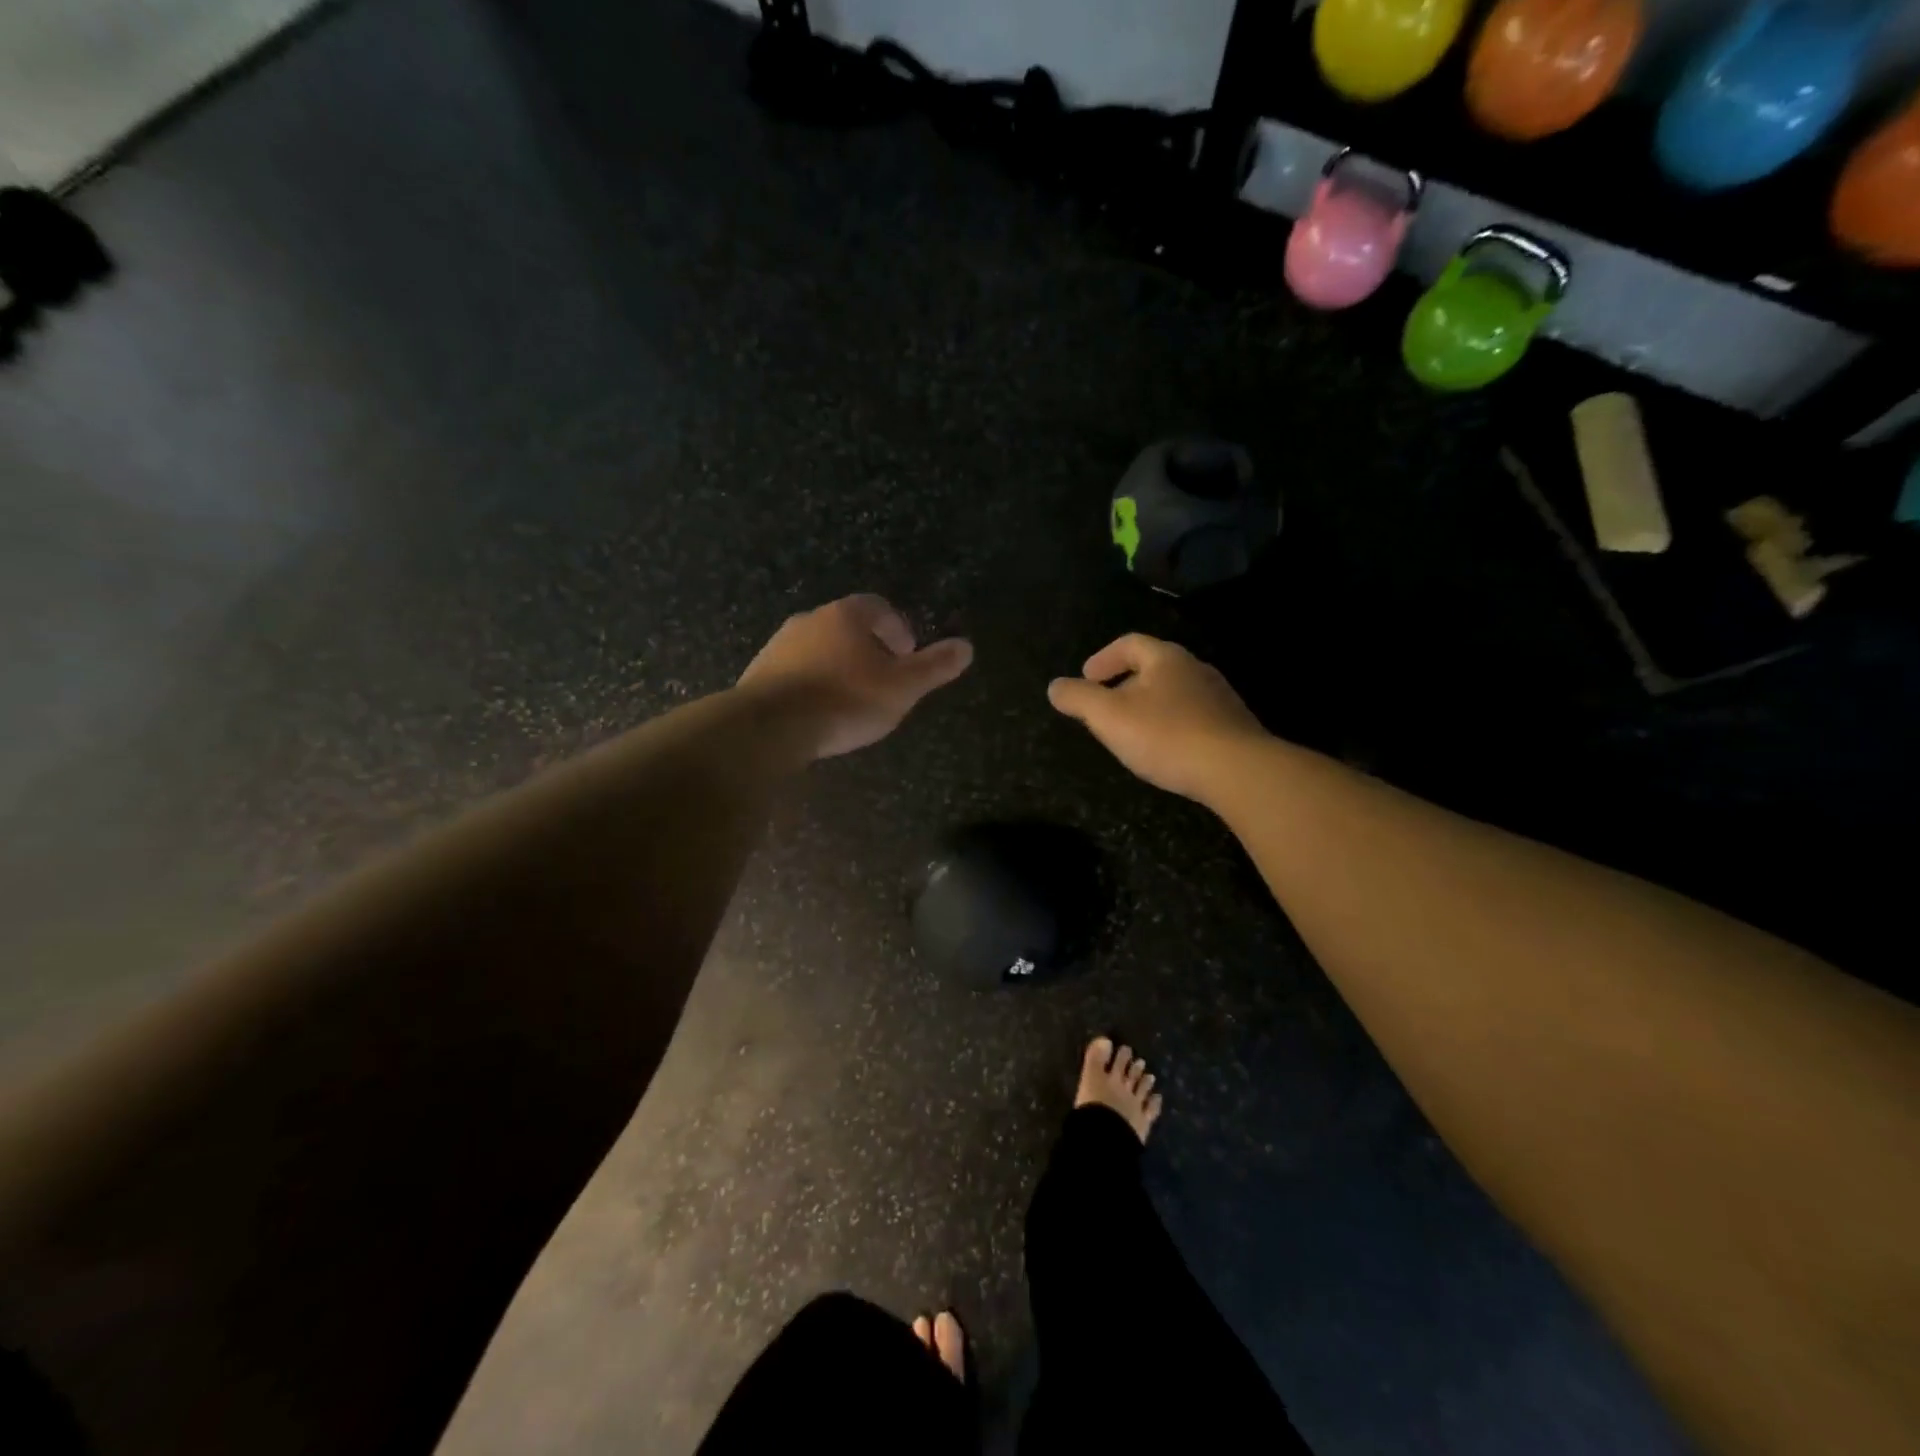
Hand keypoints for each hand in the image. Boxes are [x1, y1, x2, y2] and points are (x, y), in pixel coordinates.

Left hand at [739, 594, 973, 758]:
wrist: (769, 728)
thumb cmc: (845, 701)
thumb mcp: (902, 688)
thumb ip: (934, 667)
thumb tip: (967, 647)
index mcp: (846, 616)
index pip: (878, 607)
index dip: (897, 628)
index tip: (907, 654)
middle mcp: (809, 620)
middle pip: (846, 626)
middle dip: (868, 648)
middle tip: (884, 678)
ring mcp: (779, 645)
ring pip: (819, 648)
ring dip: (838, 666)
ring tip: (852, 698)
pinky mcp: (759, 673)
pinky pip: (795, 671)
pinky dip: (812, 683)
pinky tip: (819, 711)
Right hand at [1048, 634, 1265, 801]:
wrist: (1236, 770)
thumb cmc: (1166, 736)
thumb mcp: (1109, 717)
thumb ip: (1078, 698)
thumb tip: (1055, 687)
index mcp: (1166, 659)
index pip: (1129, 644)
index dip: (1103, 658)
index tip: (1087, 678)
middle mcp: (1196, 669)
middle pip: (1154, 666)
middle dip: (1125, 683)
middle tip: (1106, 707)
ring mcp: (1219, 697)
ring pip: (1175, 693)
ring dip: (1150, 706)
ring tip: (1133, 731)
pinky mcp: (1233, 725)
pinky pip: (1193, 716)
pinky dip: (1172, 725)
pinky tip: (1166, 750)